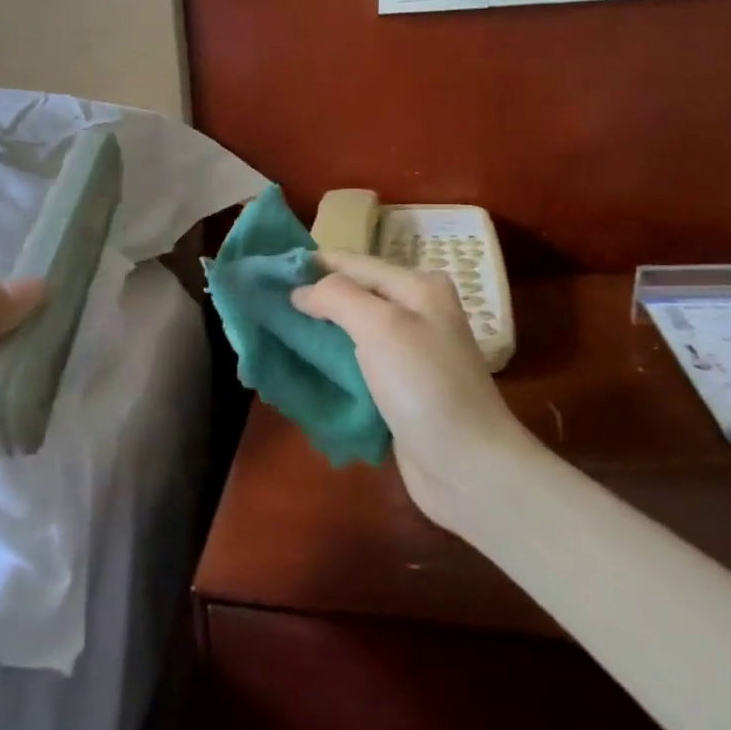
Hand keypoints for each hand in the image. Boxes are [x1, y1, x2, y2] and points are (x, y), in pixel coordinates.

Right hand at [293, 251, 522, 532]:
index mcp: (417, 287)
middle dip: (309, 298)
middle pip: (351, 295)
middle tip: (261, 304)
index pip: (352, 263)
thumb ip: (338, 297)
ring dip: (315, 332)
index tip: (265, 271)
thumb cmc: (425, 387)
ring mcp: (407, 353)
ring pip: (349, 332)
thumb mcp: (381, 327)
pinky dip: (327, 363)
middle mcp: (415, 313)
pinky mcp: (397, 389)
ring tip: (270, 332)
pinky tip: (298, 366)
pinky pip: (354, 365)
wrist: (468, 466)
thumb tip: (300, 291)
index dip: (310, 265)